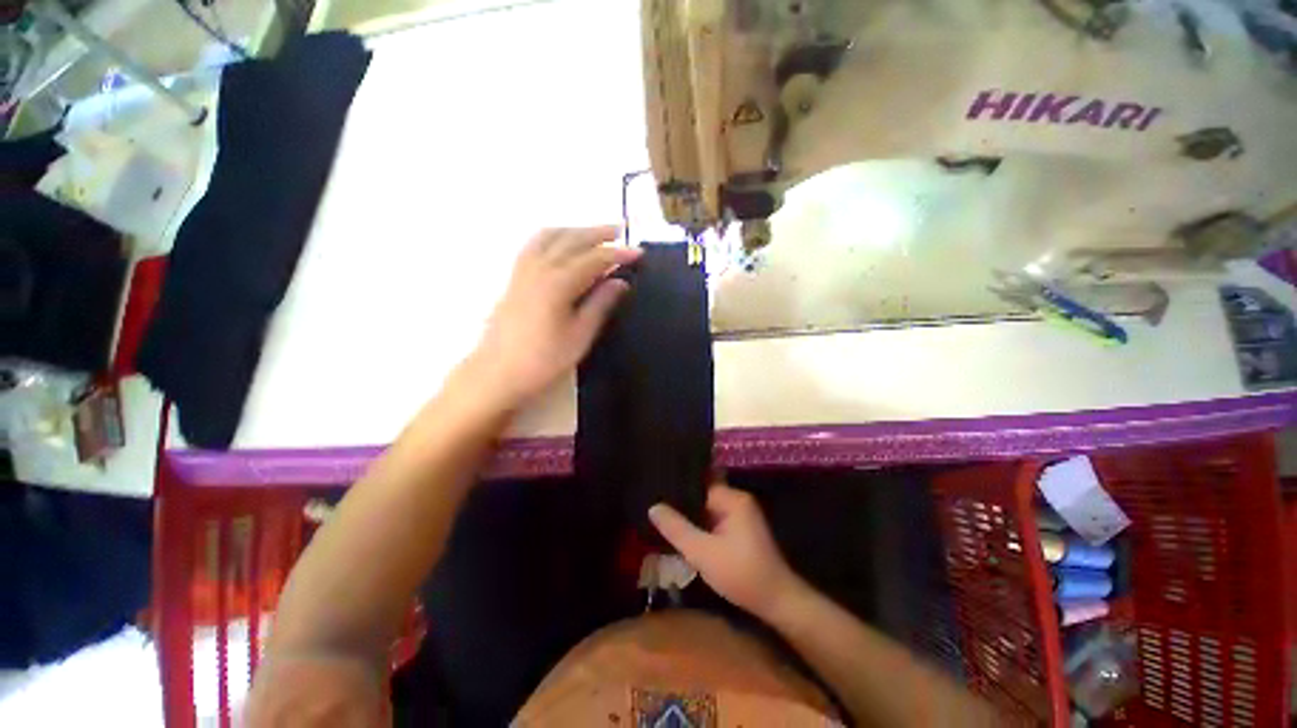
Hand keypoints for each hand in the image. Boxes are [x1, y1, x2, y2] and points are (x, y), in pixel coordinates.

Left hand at [463, 226, 640, 409]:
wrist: (497, 373)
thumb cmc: (543, 360)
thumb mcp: (580, 335)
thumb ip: (600, 304)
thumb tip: (621, 282)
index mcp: (559, 282)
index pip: (594, 259)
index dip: (618, 254)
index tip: (639, 252)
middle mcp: (540, 268)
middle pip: (572, 240)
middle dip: (598, 233)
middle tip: (621, 231)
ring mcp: (523, 270)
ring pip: (551, 236)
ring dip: (575, 230)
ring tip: (594, 233)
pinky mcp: (514, 277)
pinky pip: (535, 244)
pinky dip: (553, 236)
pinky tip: (561, 243)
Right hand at [649, 482, 806, 621]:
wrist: (778, 602)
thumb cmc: (741, 574)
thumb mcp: (703, 553)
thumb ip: (677, 529)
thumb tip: (653, 507)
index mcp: (732, 498)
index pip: (699, 482)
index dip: (678, 486)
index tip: (655, 486)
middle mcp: (737, 500)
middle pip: (702, 494)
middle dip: (681, 501)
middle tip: (653, 503)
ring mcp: (740, 515)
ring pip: (707, 508)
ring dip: (689, 515)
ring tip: (661, 515)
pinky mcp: (740, 529)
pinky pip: (714, 519)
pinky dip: (699, 524)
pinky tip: (681, 531)